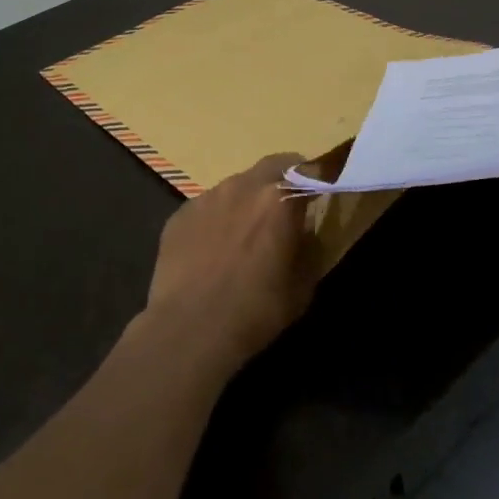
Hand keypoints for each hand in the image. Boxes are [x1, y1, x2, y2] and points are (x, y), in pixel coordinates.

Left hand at [139, 154, 317, 375]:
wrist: (188, 331)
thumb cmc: (255, 310)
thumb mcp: (303, 285)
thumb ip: (311, 248)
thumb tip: (307, 232)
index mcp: (281, 197)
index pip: (309, 169)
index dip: (316, 181)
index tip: (318, 196)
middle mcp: (244, 185)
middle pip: (272, 166)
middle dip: (282, 181)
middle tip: (284, 210)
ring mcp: (208, 197)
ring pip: (237, 185)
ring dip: (247, 200)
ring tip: (244, 234)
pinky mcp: (180, 214)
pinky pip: (208, 206)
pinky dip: (217, 219)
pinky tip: (212, 250)